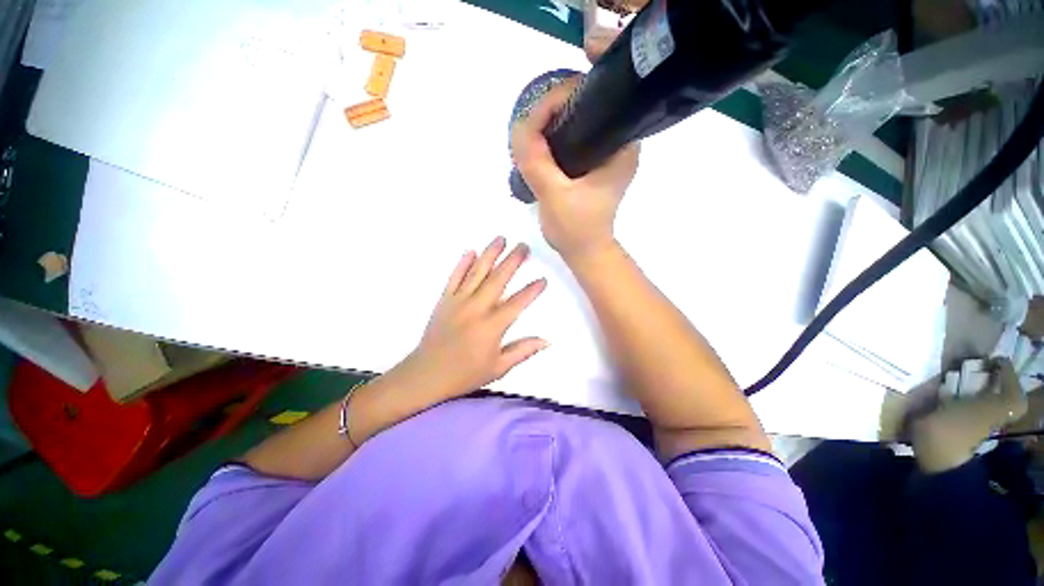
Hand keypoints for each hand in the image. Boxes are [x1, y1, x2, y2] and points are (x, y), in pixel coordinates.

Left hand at [398, 236, 547, 399]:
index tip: (543, 279)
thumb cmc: (465, 374)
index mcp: (492, 326)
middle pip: (498, 279)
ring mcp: (458, 301)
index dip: (532, 290)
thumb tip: (547, 341)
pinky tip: (471, 250)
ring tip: (501, 239)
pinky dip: (462, 263)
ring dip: (490, 254)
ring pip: (477, 272)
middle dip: (513, 261)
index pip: (518, 303)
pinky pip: (454, 277)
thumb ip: (523, 351)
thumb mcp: (499, 368)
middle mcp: (477, 308)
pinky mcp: (444, 300)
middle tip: (524, 246)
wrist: (426, 374)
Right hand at [511, 77, 639, 261]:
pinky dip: (554, 136)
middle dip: (556, 107)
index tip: (541, 109)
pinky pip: (571, 137)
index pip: (599, 100)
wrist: (583, 250)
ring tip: (532, 130)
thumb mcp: (555, 195)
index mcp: (622, 146)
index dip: (568, 95)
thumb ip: (537, 161)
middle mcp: (618, 143)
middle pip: (587, 104)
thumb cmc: (577, 228)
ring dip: (553, 121)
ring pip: (577, 120)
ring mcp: (605, 153)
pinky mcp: (592, 163)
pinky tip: (539, 143)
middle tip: (532, 121)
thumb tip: (520, 125)